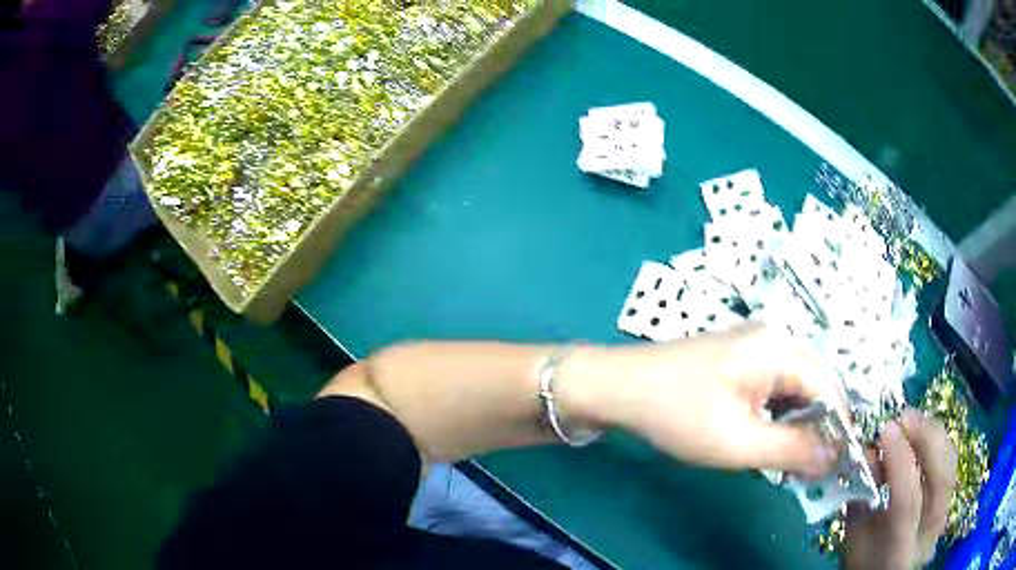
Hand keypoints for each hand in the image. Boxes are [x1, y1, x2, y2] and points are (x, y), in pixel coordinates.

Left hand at [559, 321, 845, 476]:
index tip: (839, 465)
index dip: (838, 428)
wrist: (619, 388)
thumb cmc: (678, 413)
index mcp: (781, 348)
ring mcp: (756, 349)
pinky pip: (774, 391)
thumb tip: (835, 456)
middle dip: (818, 430)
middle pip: (815, 387)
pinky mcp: (740, 362)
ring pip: (794, 392)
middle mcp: (775, 340)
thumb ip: (793, 449)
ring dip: (798, 427)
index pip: (829, 388)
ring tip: (793, 463)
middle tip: (814, 471)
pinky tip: (770, 443)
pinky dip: (778, 418)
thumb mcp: (739, 441)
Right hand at [842, 410, 956, 569]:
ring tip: (914, 420)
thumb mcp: (855, 539)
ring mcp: (944, 516)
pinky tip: (926, 435)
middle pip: (940, 477)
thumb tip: (868, 453)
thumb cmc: (865, 563)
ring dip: (934, 434)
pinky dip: (940, 443)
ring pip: (951, 465)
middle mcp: (928, 533)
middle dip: (925, 437)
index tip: (885, 429)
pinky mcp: (950, 503)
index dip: (899, 460)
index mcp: (899, 551)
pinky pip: (951, 464)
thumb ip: (861, 500)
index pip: (907, 500)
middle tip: (903, 416)